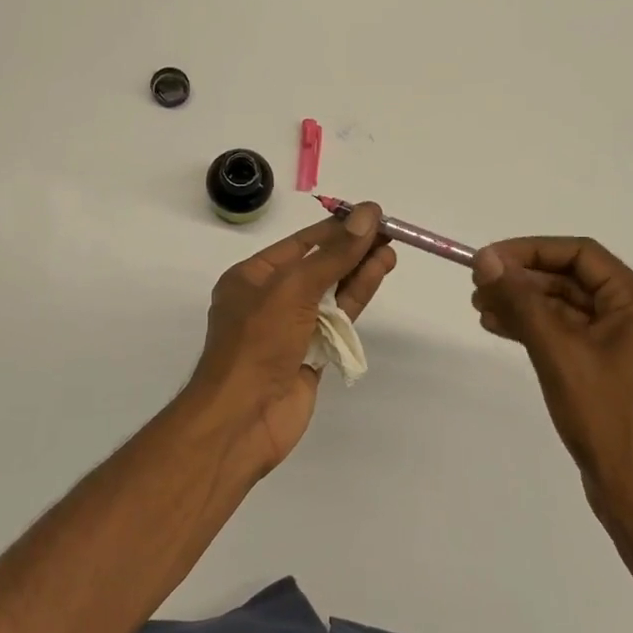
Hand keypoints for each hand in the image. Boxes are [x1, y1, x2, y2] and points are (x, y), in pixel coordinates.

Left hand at [189, 203, 395, 473]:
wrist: (242, 418)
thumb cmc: (257, 343)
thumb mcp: (293, 289)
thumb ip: (333, 254)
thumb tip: (367, 214)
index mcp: (252, 277)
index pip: (300, 244)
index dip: (336, 228)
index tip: (371, 214)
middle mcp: (269, 299)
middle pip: (318, 266)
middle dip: (351, 249)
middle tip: (389, 231)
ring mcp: (291, 328)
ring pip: (331, 292)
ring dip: (359, 271)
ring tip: (390, 250)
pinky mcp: (311, 354)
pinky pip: (337, 320)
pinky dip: (357, 298)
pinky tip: (378, 276)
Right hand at [471, 238, 632, 545]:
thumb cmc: (605, 418)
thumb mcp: (558, 353)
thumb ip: (521, 301)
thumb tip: (486, 260)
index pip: (581, 255)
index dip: (530, 251)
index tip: (488, 260)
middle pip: (573, 280)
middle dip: (524, 280)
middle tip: (478, 287)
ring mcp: (625, 346)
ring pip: (567, 309)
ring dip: (525, 305)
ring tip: (480, 308)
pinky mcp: (611, 371)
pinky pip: (570, 336)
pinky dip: (537, 330)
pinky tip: (501, 328)